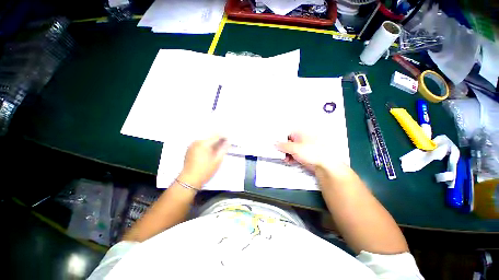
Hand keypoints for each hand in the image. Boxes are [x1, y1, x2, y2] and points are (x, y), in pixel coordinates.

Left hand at [178, 135, 228, 188]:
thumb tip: (227, 142)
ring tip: (218, 147)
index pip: (216, 135)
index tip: (228, 139)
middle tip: (224, 142)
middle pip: (210, 135)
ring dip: (212, 141)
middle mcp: (197, 141)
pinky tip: (210, 150)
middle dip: (218, 138)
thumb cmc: (205, 171)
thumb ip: (223, 149)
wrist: (189, 180)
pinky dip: (206, 144)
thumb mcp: (217, 161)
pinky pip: (200, 143)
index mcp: (204, 143)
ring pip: (205, 139)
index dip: (224, 136)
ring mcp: (192, 145)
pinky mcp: (190, 149)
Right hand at [276, 132, 340, 170]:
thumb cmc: (313, 152)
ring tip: (285, 158)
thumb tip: (275, 144)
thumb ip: (283, 146)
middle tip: (278, 152)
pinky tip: (289, 160)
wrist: (324, 165)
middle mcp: (300, 139)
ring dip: (285, 154)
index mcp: (299, 133)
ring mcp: (301, 147)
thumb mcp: (294, 148)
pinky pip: (293, 154)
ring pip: (289, 149)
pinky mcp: (303, 154)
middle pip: (286, 142)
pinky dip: (290, 157)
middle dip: (282, 148)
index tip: (274, 143)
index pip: (285, 133)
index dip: (279, 138)